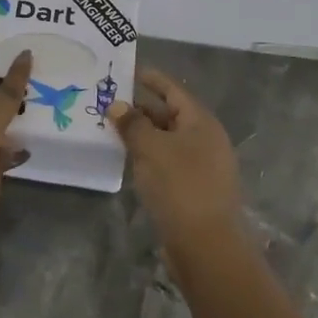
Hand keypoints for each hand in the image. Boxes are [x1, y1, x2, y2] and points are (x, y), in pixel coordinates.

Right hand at [110, 68, 244, 254]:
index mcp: (201, 122)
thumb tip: (117, 106)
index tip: (129, 71)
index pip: (173, 91)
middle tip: (111, 102)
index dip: (152, 79)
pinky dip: (149, 156)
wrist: (207, 246)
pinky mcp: (194, 190)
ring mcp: (202, 166)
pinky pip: (168, 162)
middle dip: (142, 108)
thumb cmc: (180, 186)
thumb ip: (132, 124)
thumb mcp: (151, 149)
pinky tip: (129, 160)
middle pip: (170, 115)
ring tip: (113, 129)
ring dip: (143, 134)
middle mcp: (205, 140)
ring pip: (168, 141)